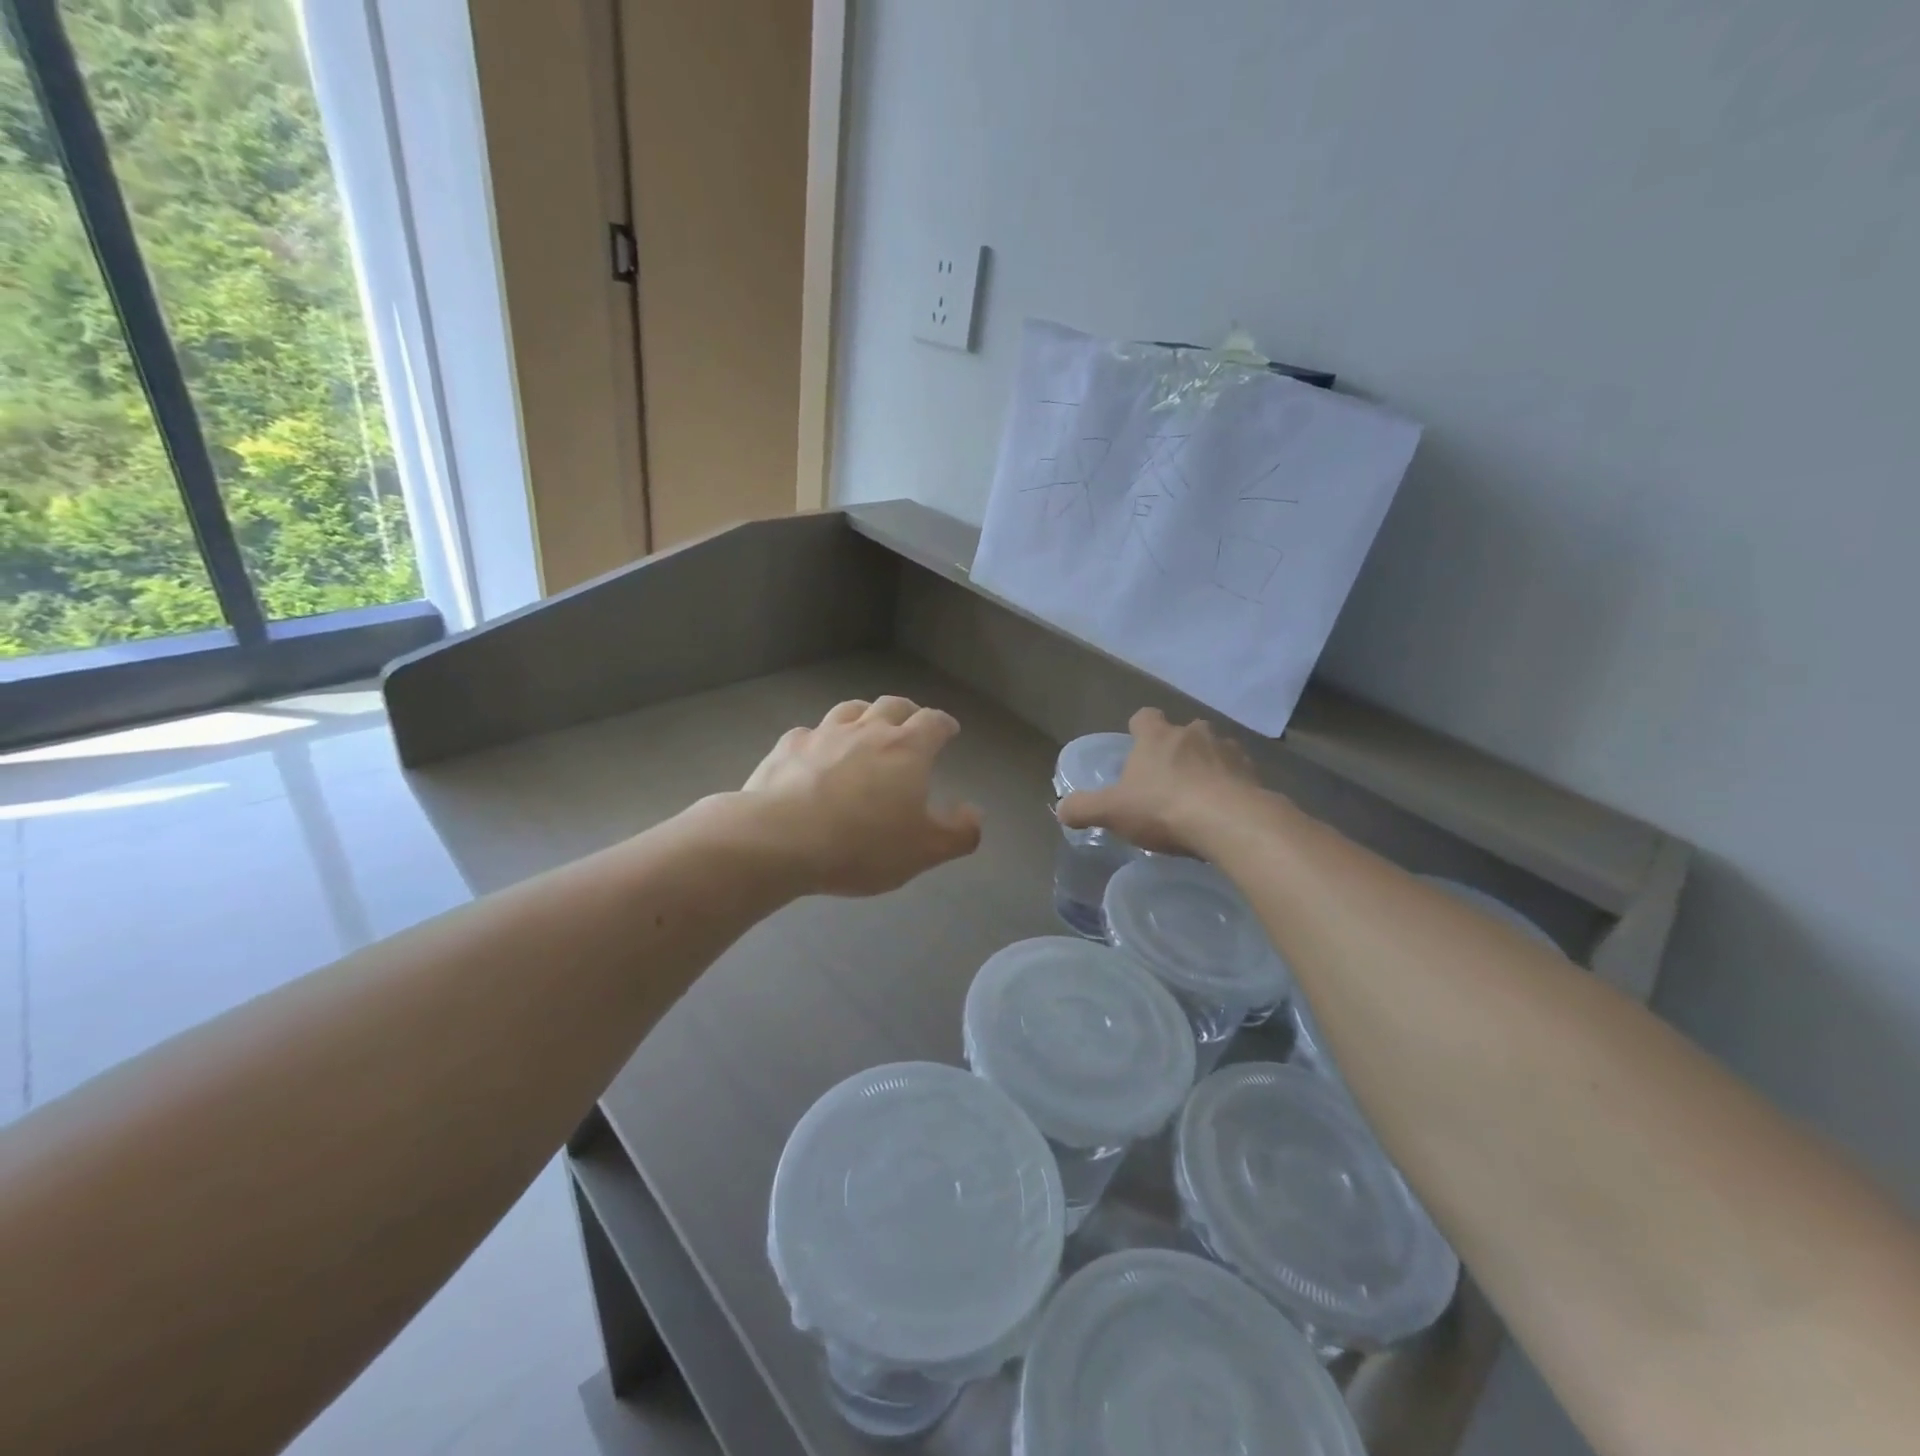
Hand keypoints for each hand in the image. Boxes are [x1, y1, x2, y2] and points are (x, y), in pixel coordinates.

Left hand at [741, 697, 982, 896]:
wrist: (780, 840)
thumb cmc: (862, 845)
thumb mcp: (923, 851)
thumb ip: (958, 833)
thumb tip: (974, 813)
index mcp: (907, 749)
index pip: (933, 722)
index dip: (944, 724)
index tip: (948, 730)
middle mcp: (867, 730)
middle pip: (892, 705)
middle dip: (907, 711)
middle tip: (911, 723)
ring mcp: (823, 734)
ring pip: (850, 709)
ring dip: (864, 715)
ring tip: (865, 728)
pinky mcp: (787, 746)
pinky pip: (809, 733)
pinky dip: (820, 738)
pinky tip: (815, 754)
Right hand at [1057, 707, 1263, 853]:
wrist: (1230, 822)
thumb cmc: (1163, 808)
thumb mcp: (1112, 811)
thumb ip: (1083, 808)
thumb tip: (1060, 809)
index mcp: (1157, 737)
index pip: (1144, 717)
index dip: (1139, 728)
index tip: (1137, 745)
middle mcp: (1194, 734)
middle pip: (1183, 732)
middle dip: (1177, 750)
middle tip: (1167, 779)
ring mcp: (1229, 751)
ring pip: (1215, 751)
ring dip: (1208, 766)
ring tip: (1200, 797)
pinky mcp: (1254, 774)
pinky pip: (1239, 775)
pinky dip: (1232, 787)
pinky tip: (1225, 811)